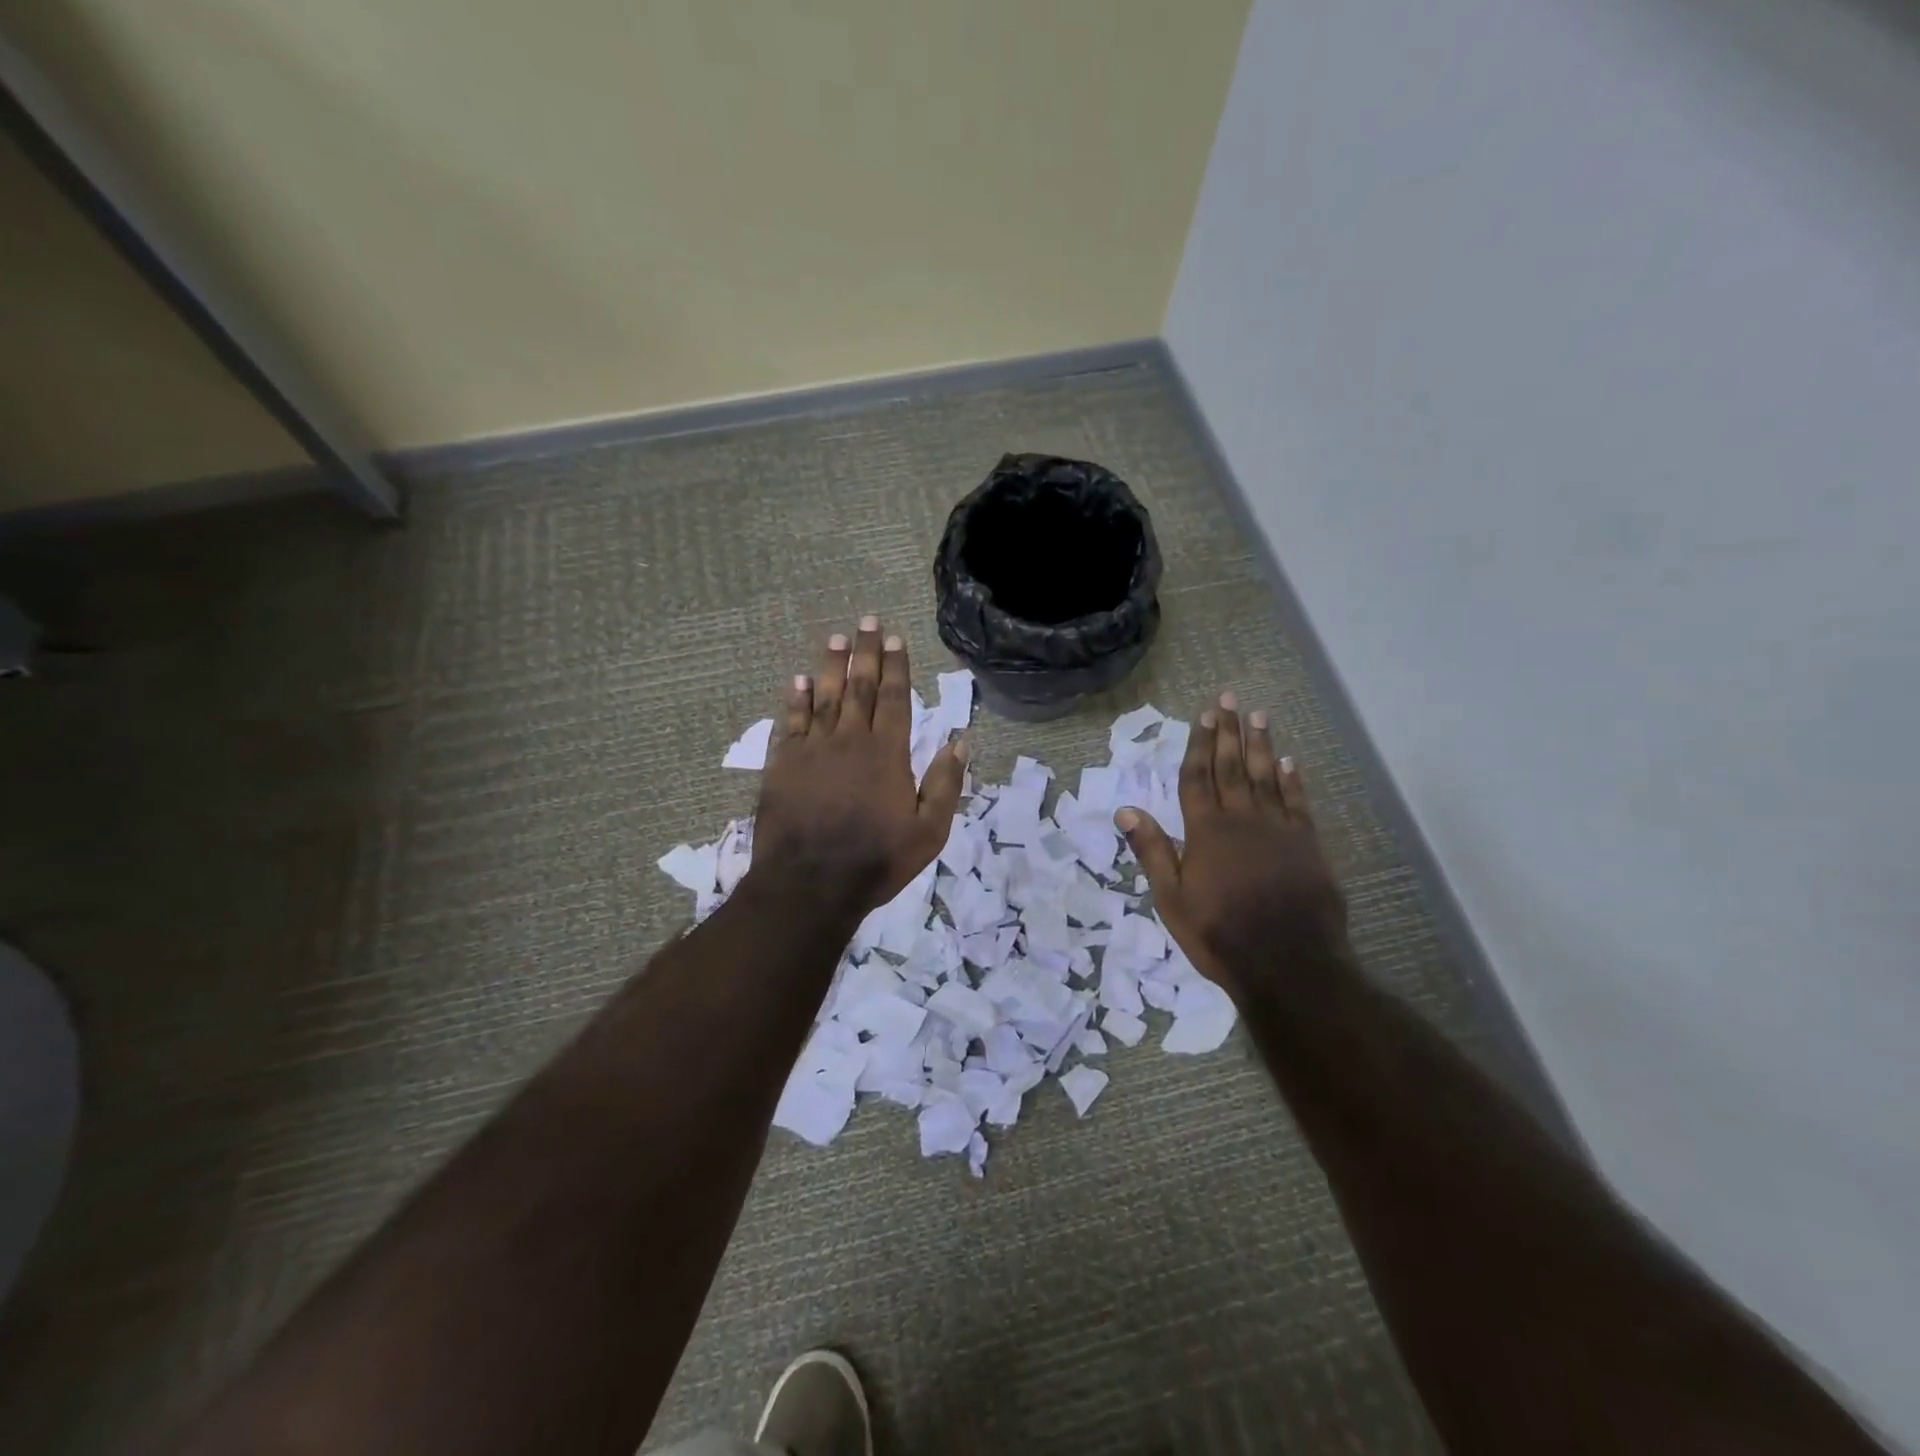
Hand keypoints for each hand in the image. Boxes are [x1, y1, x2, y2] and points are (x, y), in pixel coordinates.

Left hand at [750, 617, 967, 919]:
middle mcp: (850, 740)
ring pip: (824, 697)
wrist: (810, 884)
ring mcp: (813, 750)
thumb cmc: (876, 860)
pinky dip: (795, 699)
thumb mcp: (929, 832)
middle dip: (865, 652)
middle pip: (859, 687)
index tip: (895, 638)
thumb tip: (960, 742)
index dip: (895, 666)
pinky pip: (790, 722)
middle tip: (867, 621)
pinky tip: (799, 680)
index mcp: (887, 754)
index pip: (893, 698)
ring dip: (831, 666)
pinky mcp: (783, 765)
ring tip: (835, 638)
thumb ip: (945, 784)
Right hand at [1115, 693, 1348, 998]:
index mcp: (1205, 831)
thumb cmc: (1219, 933)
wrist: (1288, 963)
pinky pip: (1297, 802)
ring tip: (1259, 715)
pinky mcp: (1306, 845)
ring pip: (1266, 776)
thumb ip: (1152, 850)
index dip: (1199, 744)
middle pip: (1232, 767)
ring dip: (1261, 745)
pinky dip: (1292, 780)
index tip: (1204, 714)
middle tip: (1229, 699)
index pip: (1198, 777)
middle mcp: (1241, 819)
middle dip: (1229, 732)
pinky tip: (1289, 761)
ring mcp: (1278, 829)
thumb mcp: (1171, 898)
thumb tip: (1126, 809)